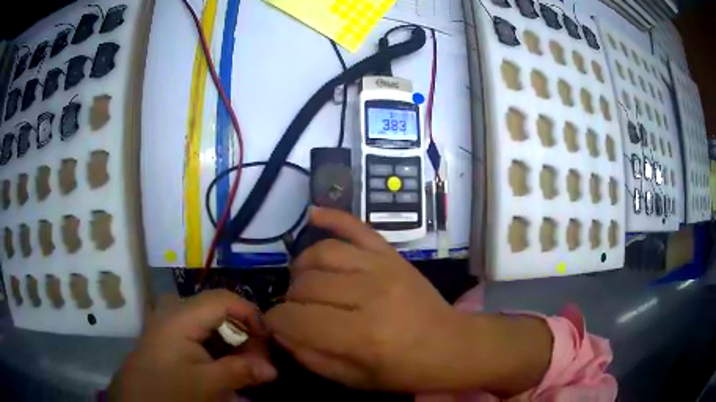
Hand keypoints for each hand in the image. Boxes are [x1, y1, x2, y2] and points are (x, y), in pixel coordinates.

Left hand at [109, 290, 276, 401]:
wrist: (136, 399)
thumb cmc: (169, 389)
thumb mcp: (207, 384)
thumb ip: (240, 371)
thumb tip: (272, 369)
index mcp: (181, 316)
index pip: (224, 299)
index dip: (251, 314)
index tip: (269, 340)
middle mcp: (175, 311)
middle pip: (219, 310)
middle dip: (244, 334)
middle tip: (259, 362)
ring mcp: (170, 322)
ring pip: (211, 323)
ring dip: (232, 343)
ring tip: (245, 367)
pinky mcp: (169, 335)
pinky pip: (200, 333)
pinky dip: (218, 348)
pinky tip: (225, 367)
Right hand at [265, 207, 463, 390]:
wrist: (450, 345)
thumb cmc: (404, 370)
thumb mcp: (354, 379)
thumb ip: (311, 356)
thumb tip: (279, 330)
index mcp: (361, 335)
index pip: (295, 317)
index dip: (275, 321)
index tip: (273, 324)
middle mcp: (369, 294)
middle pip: (306, 284)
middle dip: (290, 299)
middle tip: (295, 310)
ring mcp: (382, 267)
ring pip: (322, 253)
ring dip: (302, 267)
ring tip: (304, 282)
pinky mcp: (392, 254)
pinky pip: (356, 226)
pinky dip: (332, 217)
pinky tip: (313, 214)